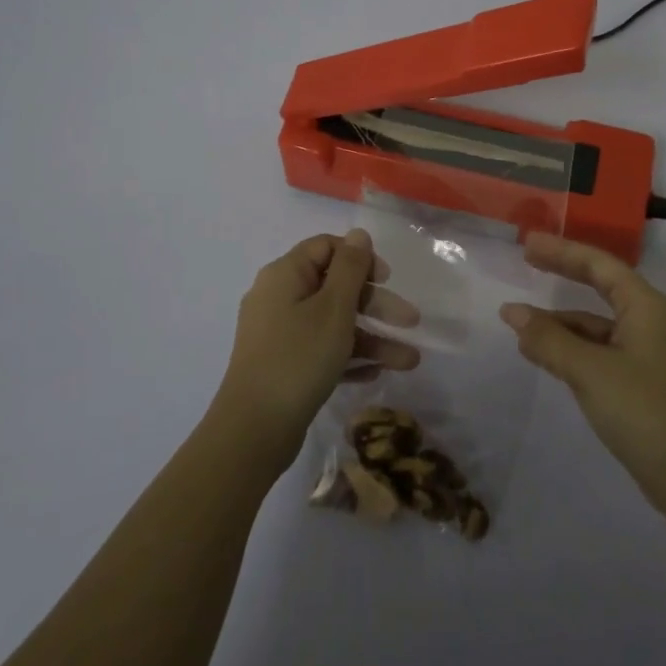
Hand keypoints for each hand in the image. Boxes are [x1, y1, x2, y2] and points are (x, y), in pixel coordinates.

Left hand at [213, 229, 420, 472]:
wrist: (254, 430)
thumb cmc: (298, 358)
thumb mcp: (333, 308)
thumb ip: (350, 267)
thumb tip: (358, 234)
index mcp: (285, 275)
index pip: (326, 248)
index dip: (360, 258)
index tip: (387, 278)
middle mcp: (279, 298)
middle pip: (335, 288)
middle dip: (377, 305)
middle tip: (411, 322)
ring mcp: (279, 334)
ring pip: (333, 324)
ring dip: (373, 338)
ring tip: (409, 362)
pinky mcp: (284, 366)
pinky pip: (322, 350)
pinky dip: (349, 357)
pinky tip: (377, 373)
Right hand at [501, 233, 665, 521]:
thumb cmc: (642, 410)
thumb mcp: (589, 371)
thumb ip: (548, 339)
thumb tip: (512, 312)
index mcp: (645, 306)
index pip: (599, 264)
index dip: (562, 250)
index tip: (528, 243)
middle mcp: (648, 320)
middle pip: (600, 284)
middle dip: (564, 271)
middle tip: (527, 258)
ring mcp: (644, 351)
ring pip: (595, 321)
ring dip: (560, 319)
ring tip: (519, 320)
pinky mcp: (638, 379)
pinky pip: (597, 347)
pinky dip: (569, 345)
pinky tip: (542, 353)